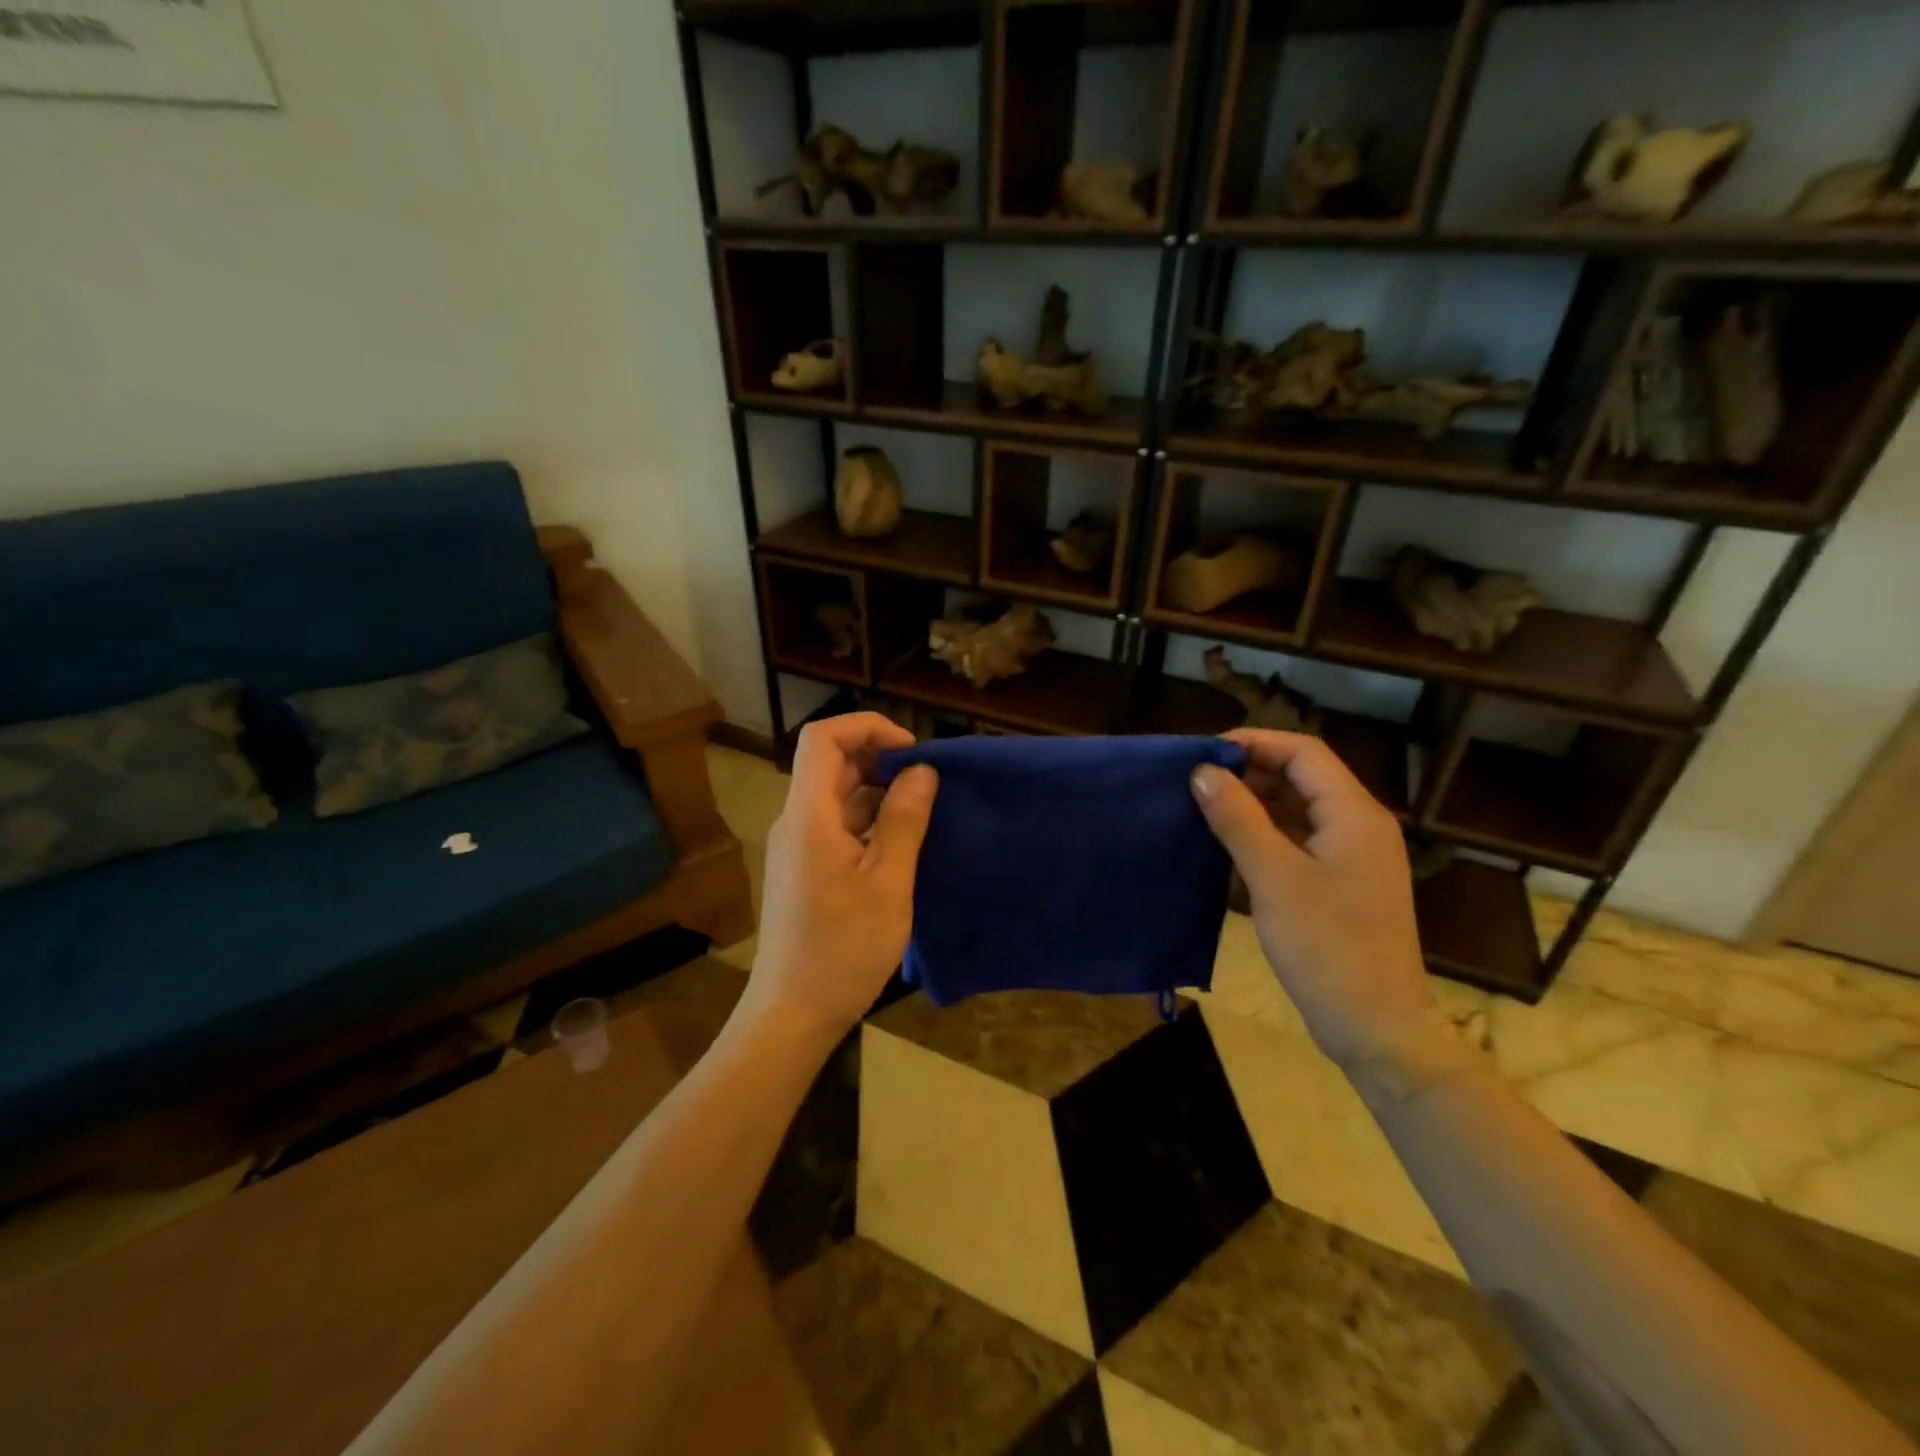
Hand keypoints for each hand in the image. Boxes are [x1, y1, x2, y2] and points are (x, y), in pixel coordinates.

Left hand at [744, 713, 938, 1045]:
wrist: (791, 1014)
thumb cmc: (843, 950)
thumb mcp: (888, 884)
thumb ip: (904, 820)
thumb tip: (922, 771)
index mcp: (808, 816)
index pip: (823, 738)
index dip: (867, 727)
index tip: (912, 750)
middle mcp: (795, 822)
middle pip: (830, 764)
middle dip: (879, 759)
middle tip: (928, 782)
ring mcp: (797, 847)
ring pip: (835, 796)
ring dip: (877, 791)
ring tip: (924, 809)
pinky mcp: (804, 870)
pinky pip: (836, 825)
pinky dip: (868, 820)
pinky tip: (902, 841)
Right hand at [1191, 730, 1436, 1067]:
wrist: (1376, 1027)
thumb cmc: (1326, 947)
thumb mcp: (1273, 878)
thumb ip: (1238, 818)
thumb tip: (1202, 772)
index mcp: (1354, 814)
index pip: (1303, 752)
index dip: (1254, 742)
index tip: (1205, 753)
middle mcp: (1360, 825)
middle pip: (1303, 775)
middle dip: (1251, 771)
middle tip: (1199, 783)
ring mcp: (1353, 855)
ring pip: (1300, 807)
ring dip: (1256, 801)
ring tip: (1207, 809)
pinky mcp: (1342, 881)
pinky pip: (1301, 838)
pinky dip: (1266, 831)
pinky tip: (1231, 843)